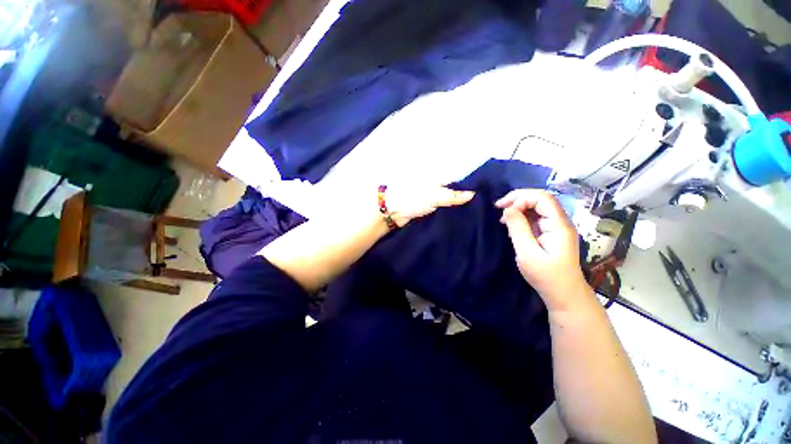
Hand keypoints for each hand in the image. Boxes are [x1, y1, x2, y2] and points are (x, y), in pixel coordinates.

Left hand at [386, 185, 474, 226]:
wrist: (393, 212)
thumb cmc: (413, 198)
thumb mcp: (435, 195)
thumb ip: (454, 196)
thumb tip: (473, 194)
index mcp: (438, 178)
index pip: (458, 181)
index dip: (469, 187)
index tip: (483, 195)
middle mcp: (436, 186)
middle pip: (453, 192)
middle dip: (464, 199)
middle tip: (480, 208)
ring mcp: (431, 198)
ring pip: (448, 202)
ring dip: (456, 208)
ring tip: (474, 215)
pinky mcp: (428, 209)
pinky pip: (441, 210)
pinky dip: (448, 214)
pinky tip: (459, 219)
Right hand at [496, 189, 590, 309]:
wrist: (564, 294)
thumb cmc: (546, 276)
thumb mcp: (527, 253)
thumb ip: (518, 229)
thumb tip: (508, 209)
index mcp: (558, 225)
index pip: (542, 198)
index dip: (521, 198)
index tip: (503, 209)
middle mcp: (560, 222)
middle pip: (540, 199)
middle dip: (518, 200)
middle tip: (498, 208)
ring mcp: (556, 227)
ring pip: (537, 207)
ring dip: (518, 208)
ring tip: (502, 218)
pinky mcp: (550, 233)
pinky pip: (535, 218)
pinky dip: (521, 217)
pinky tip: (511, 225)